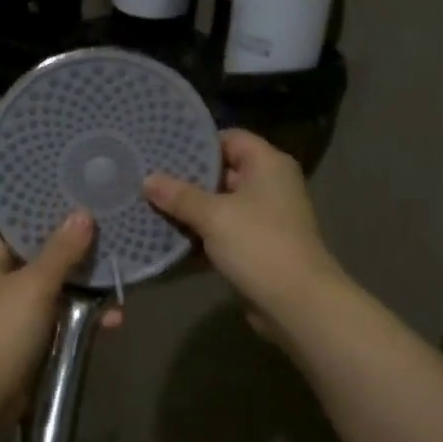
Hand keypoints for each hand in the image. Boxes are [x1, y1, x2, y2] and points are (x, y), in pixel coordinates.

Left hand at [0, 212, 123, 419]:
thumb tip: (82, 213)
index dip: (54, 220)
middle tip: (115, 246)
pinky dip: (82, 321)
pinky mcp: (27, 344)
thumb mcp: (35, 284)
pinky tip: (112, 322)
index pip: (23, 231)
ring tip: (121, 288)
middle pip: (44, 262)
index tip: (90, 211)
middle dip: (79, 260)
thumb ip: (61, 250)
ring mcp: (12, 316)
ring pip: (56, 294)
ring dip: (87, 293)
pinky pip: (59, 323)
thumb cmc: (2, 330)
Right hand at [143, 130, 344, 336]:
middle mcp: (269, 186)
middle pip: (222, 172)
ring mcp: (263, 218)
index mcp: (268, 165)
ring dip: (189, 210)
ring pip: (219, 205)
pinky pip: (222, 233)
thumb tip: (148, 180)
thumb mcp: (214, 215)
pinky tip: (166, 238)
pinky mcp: (255, 247)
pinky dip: (199, 236)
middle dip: (186, 178)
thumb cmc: (259, 244)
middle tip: (147, 177)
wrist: (296, 303)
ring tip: (148, 205)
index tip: (162, 148)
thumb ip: (179, 196)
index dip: (198, 142)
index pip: (230, 138)